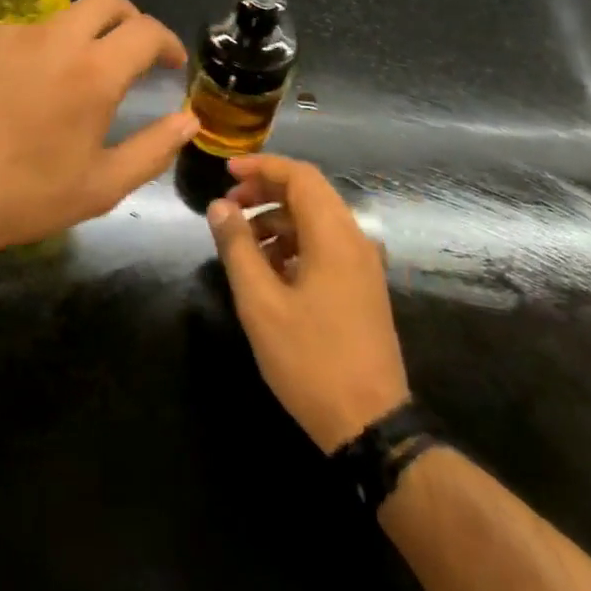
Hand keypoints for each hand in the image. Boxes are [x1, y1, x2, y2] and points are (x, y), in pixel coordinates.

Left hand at [0, 0, 198, 260]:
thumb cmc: (21, 197)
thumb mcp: (99, 187)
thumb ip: (152, 150)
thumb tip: (187, 121)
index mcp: (91, 70)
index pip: (145, 31)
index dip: (167, 42)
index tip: (171, 63)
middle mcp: (50, 39)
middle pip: (104, 2)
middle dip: (129, 19)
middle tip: (132, 52)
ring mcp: (3, 37)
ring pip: (56, 20)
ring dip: (77, 39)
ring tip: (70, 83)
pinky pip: (14, 40)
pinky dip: (33, 55)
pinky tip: (18, 96)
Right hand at [207, 154, 410, 452]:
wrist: (370, 423)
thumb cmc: (310, 359)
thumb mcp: (260, 303)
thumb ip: (237, 247)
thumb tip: (220, 206)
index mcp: (334, 237)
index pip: (300, 176)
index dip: (261, 167)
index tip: (226, 172)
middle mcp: (355, 241)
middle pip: (309, 194)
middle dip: (265, 191)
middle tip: (228, 206)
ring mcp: (362, 266)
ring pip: (316, 220)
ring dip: (277, 219)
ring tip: (241, 241)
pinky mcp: (362, 287)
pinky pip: (325, 245)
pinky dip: (293, 242)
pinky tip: (268, 269)